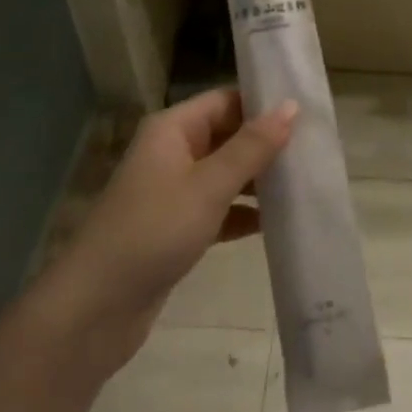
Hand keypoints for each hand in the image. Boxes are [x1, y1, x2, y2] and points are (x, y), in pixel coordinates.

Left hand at [41, 88, 295, 375]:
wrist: (95, 310)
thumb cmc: (153, 231)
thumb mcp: (208, 185)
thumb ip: (252, 146)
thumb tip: (290, 105)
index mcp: (173, 130)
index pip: (227, 101)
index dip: (264, 104)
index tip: (309, 112)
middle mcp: (173, 153)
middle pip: (229, 136)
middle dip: (268, 144)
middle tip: (316, 150)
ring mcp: (174, 192)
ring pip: (227, 174)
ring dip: (260, 180)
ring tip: (306, 183)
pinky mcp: (177, 228)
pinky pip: (220, 208)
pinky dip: (245, 213)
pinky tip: (278, 223)